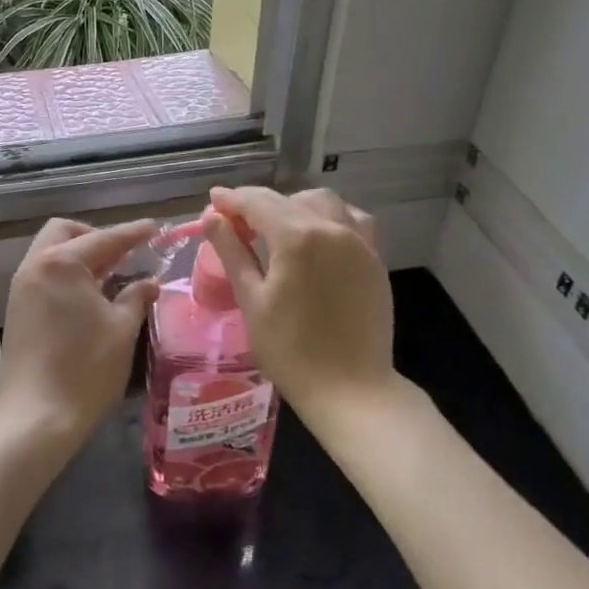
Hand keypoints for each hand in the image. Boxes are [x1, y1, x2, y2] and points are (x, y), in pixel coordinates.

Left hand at [0, 217, 160, 443]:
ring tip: (110, 276)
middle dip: (95, 236)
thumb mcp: (121, 330)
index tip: (154, 228)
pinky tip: (88, 296)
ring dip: (79, 255)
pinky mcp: (17, 308)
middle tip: (123, 255)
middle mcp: (35, 266)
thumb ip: (136, 296)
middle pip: (65, 232)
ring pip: (50, 253)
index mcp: (62, 263)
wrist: (36, 416)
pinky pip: (44, 274)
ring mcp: (21, 287)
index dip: (132, 233)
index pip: (104, 238)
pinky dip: (66, 274)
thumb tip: (149, 282)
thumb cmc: (86, 369)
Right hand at [201, 187, 396, 418]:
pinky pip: (352, 220)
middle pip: (290, 199)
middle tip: (240, 225)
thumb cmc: (291, 351)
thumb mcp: (251, 300)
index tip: (214, 200)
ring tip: (279, 228)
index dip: (232, 199)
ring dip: (297, 205)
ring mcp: (360, 242)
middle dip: (261, 204)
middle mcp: (332, 228)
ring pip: (325, 203)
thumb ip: (232, 252)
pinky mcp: (375, 259)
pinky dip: (330, 217)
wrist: (352, 390)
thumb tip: (213, 218)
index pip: (258, 202)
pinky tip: (318, 237)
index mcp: (297, 237)